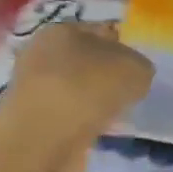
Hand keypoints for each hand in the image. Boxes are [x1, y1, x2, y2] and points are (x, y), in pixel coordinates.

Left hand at [0, 22, 154, 171]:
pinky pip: (69, 117)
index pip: (100, 31)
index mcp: (60, 29)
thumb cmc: (88, 90)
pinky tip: (99, 132)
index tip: (138, 69)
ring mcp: (34, 90)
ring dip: (95, 102)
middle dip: (107, 76)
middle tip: (131, 93)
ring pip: (76, 90)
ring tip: (117, 116)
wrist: (43, 142)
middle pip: (85, 61)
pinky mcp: (33, 122)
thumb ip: (139, 67)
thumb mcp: (134, 68)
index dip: (123, 47)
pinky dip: (84, 124)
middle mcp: (41, 54)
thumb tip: (134, 76)